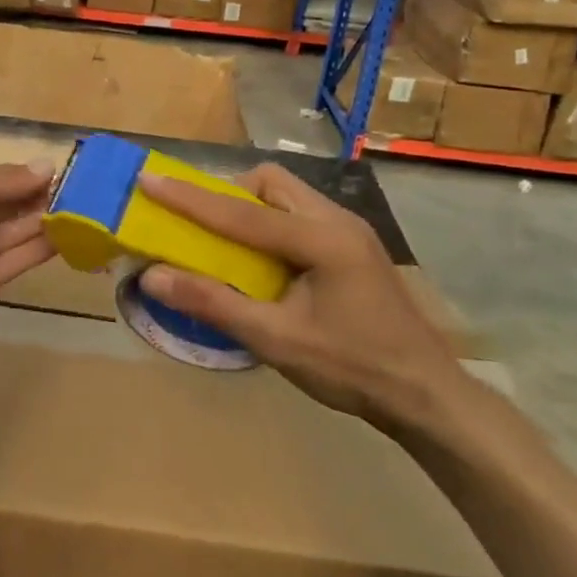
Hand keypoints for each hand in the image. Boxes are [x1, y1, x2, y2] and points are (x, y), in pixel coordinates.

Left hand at [0, 163, 56, 344]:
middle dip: (25, 200)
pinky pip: (2, 267)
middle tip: (69, 192)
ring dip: (33, 225)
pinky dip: (30, 253)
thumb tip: (47, 166)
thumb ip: (0, 180)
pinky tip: (62, 239)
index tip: (48, 173)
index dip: (9, 178)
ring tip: (74, 212)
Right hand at [136, 164, 464, 428]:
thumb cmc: (353, 368)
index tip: (148, 180)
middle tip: (198, 223)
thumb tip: (153, 276)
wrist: (429, 396)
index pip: (241, 212)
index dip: (189, 197)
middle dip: (227, 194)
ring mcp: (350, 231)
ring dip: (249, 208)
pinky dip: (269, 224)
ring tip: (226, 243)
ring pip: (287, 195)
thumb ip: (214, 303)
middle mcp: (337, 220)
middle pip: (270, 183)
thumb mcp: (276, 340)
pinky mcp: (353, 246)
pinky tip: (263, 260)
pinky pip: (300, 215)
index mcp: (321, 238)